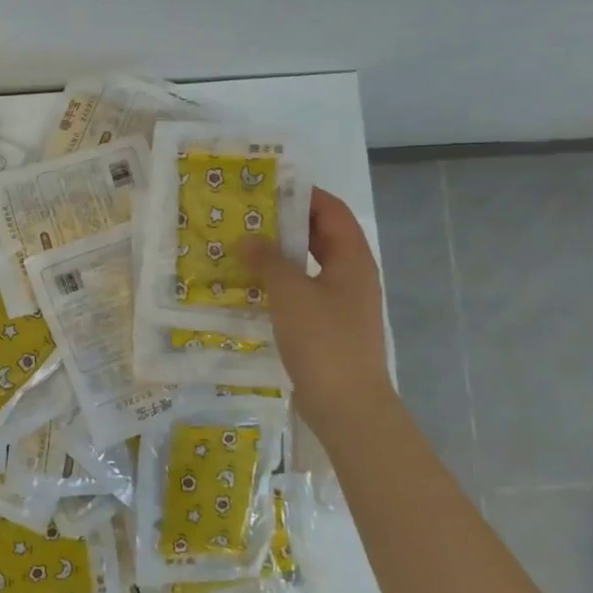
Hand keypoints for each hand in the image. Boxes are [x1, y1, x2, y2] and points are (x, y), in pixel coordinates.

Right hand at [241, 188, 393, 420]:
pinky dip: (278, 283)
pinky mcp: (326, 327)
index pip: (332, 211)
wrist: (347, 406)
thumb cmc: (324, 340)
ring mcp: (340, 303)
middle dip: (286, 223)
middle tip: (246, 215)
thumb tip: (247, 239)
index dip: (304, 194)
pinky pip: (301, 292)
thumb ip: (268, 261)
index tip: (268, 186)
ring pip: (308, 266)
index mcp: (352, 259)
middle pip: (320, 236)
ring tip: (241, 246)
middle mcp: (350, 276)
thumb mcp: (290, 293)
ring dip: (278, 255)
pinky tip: (249, 287)